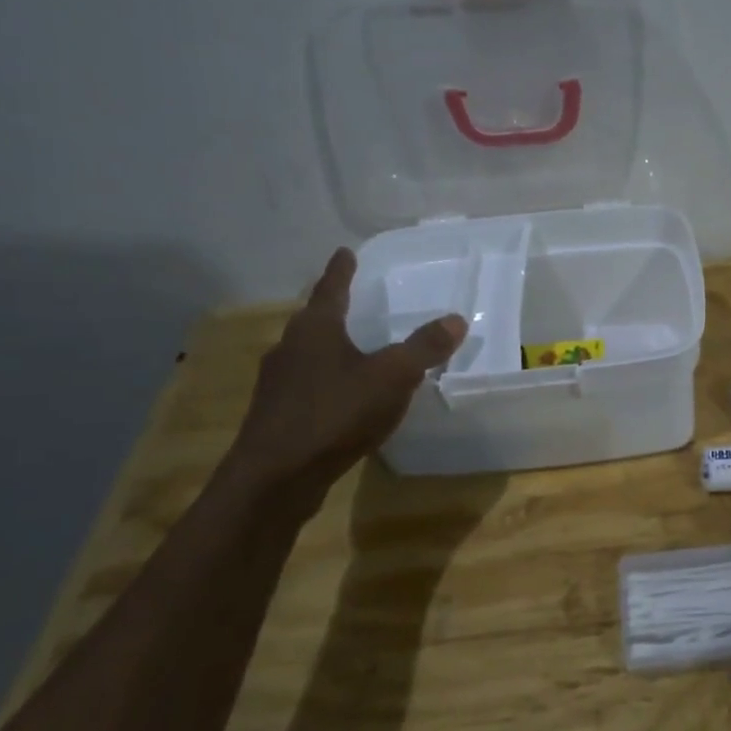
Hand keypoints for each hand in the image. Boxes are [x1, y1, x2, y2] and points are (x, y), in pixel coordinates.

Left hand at [224, 249, 463, 493]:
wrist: (275, 478)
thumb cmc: (335, 414)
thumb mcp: (392, 377)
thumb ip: (424, 348)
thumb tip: (456, 319)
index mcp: (315, 329)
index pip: (331, 288)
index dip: (342, 270)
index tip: (345, 252)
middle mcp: (290, 348)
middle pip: (314, 320)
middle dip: (334, 310)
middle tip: (354, 300)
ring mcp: (278, 384)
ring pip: (308, 354)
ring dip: (329, 347)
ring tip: (353, 349)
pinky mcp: (277, 415)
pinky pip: (307, 385)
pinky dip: (326, 381)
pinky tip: (343, 398)